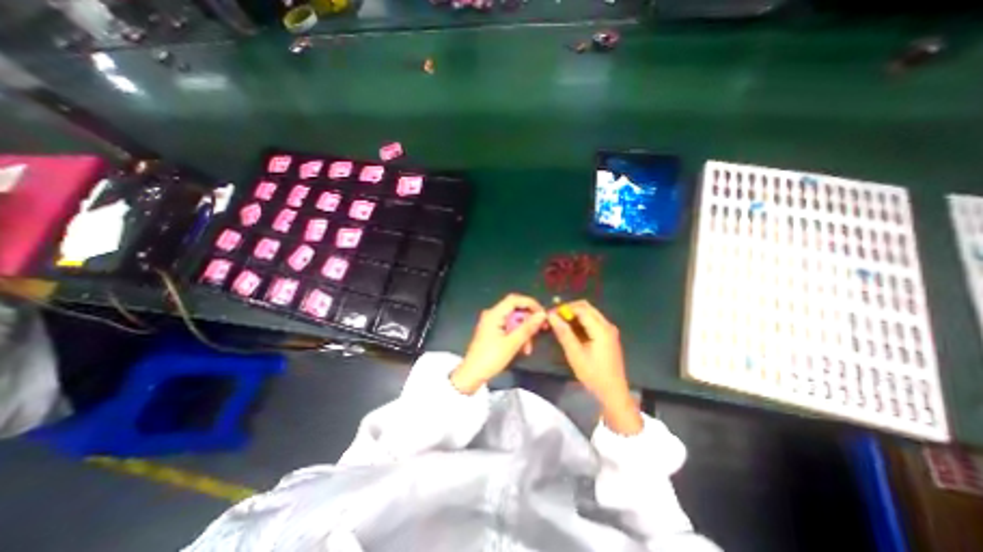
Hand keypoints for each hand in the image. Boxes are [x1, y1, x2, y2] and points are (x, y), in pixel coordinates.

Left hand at [451, 296, 550, 393]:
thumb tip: (542, 315)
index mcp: (494, 314)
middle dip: (528, 321)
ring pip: (513, 320)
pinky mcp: (491, 331)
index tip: (543, 314)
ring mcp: (491, 323)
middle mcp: (492, 314)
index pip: (515, 299)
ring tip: (528, 348)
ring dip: (523, 331)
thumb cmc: (491, 358)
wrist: (472, 374)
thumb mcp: (512, 343)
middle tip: (541, 330)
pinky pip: (508, 327)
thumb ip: (528, 327)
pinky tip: (522, 348)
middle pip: (515, 310)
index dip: (531, 304)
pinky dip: (516, 335)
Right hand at [551, 302, 641, 434]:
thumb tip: (551, 316)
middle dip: (569, 309)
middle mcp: (607, 325)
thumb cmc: (593, 374)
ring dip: (574, 315)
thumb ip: (564, 333)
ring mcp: (609, 330)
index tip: (550, 314)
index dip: (564, 308)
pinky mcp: (608, 336)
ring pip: (590, 313)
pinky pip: (593, 321)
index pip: (581, 309)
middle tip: (555, 317)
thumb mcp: (575, 354)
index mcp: (601, 329)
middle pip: (587, 307)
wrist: (613, 392)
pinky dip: (581, 321)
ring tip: (560, 323)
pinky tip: (571, 330)